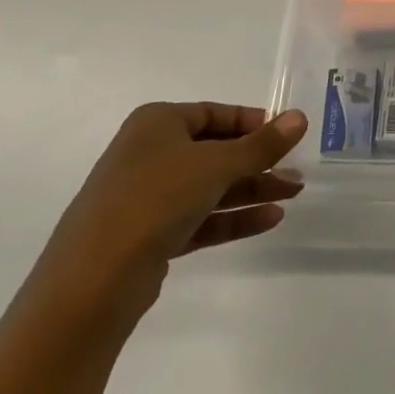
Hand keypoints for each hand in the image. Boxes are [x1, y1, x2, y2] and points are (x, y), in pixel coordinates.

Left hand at [38, 103, 307, 312]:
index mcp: (157, 124)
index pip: (214, 113)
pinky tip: (270, 219)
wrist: (94, 280)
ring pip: (210, 187)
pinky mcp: (151, 236)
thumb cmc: (155, 198)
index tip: (287, 135)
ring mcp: (148, 198)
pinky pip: (201, 219)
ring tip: (293, 194)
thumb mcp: (217, 164)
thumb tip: (300, 117)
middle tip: (296, 171)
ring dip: (252, 190)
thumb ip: (262, 144)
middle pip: (215, 151)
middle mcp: (149, 154)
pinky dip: (234, 218)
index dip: (252, 122)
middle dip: (258, 162)